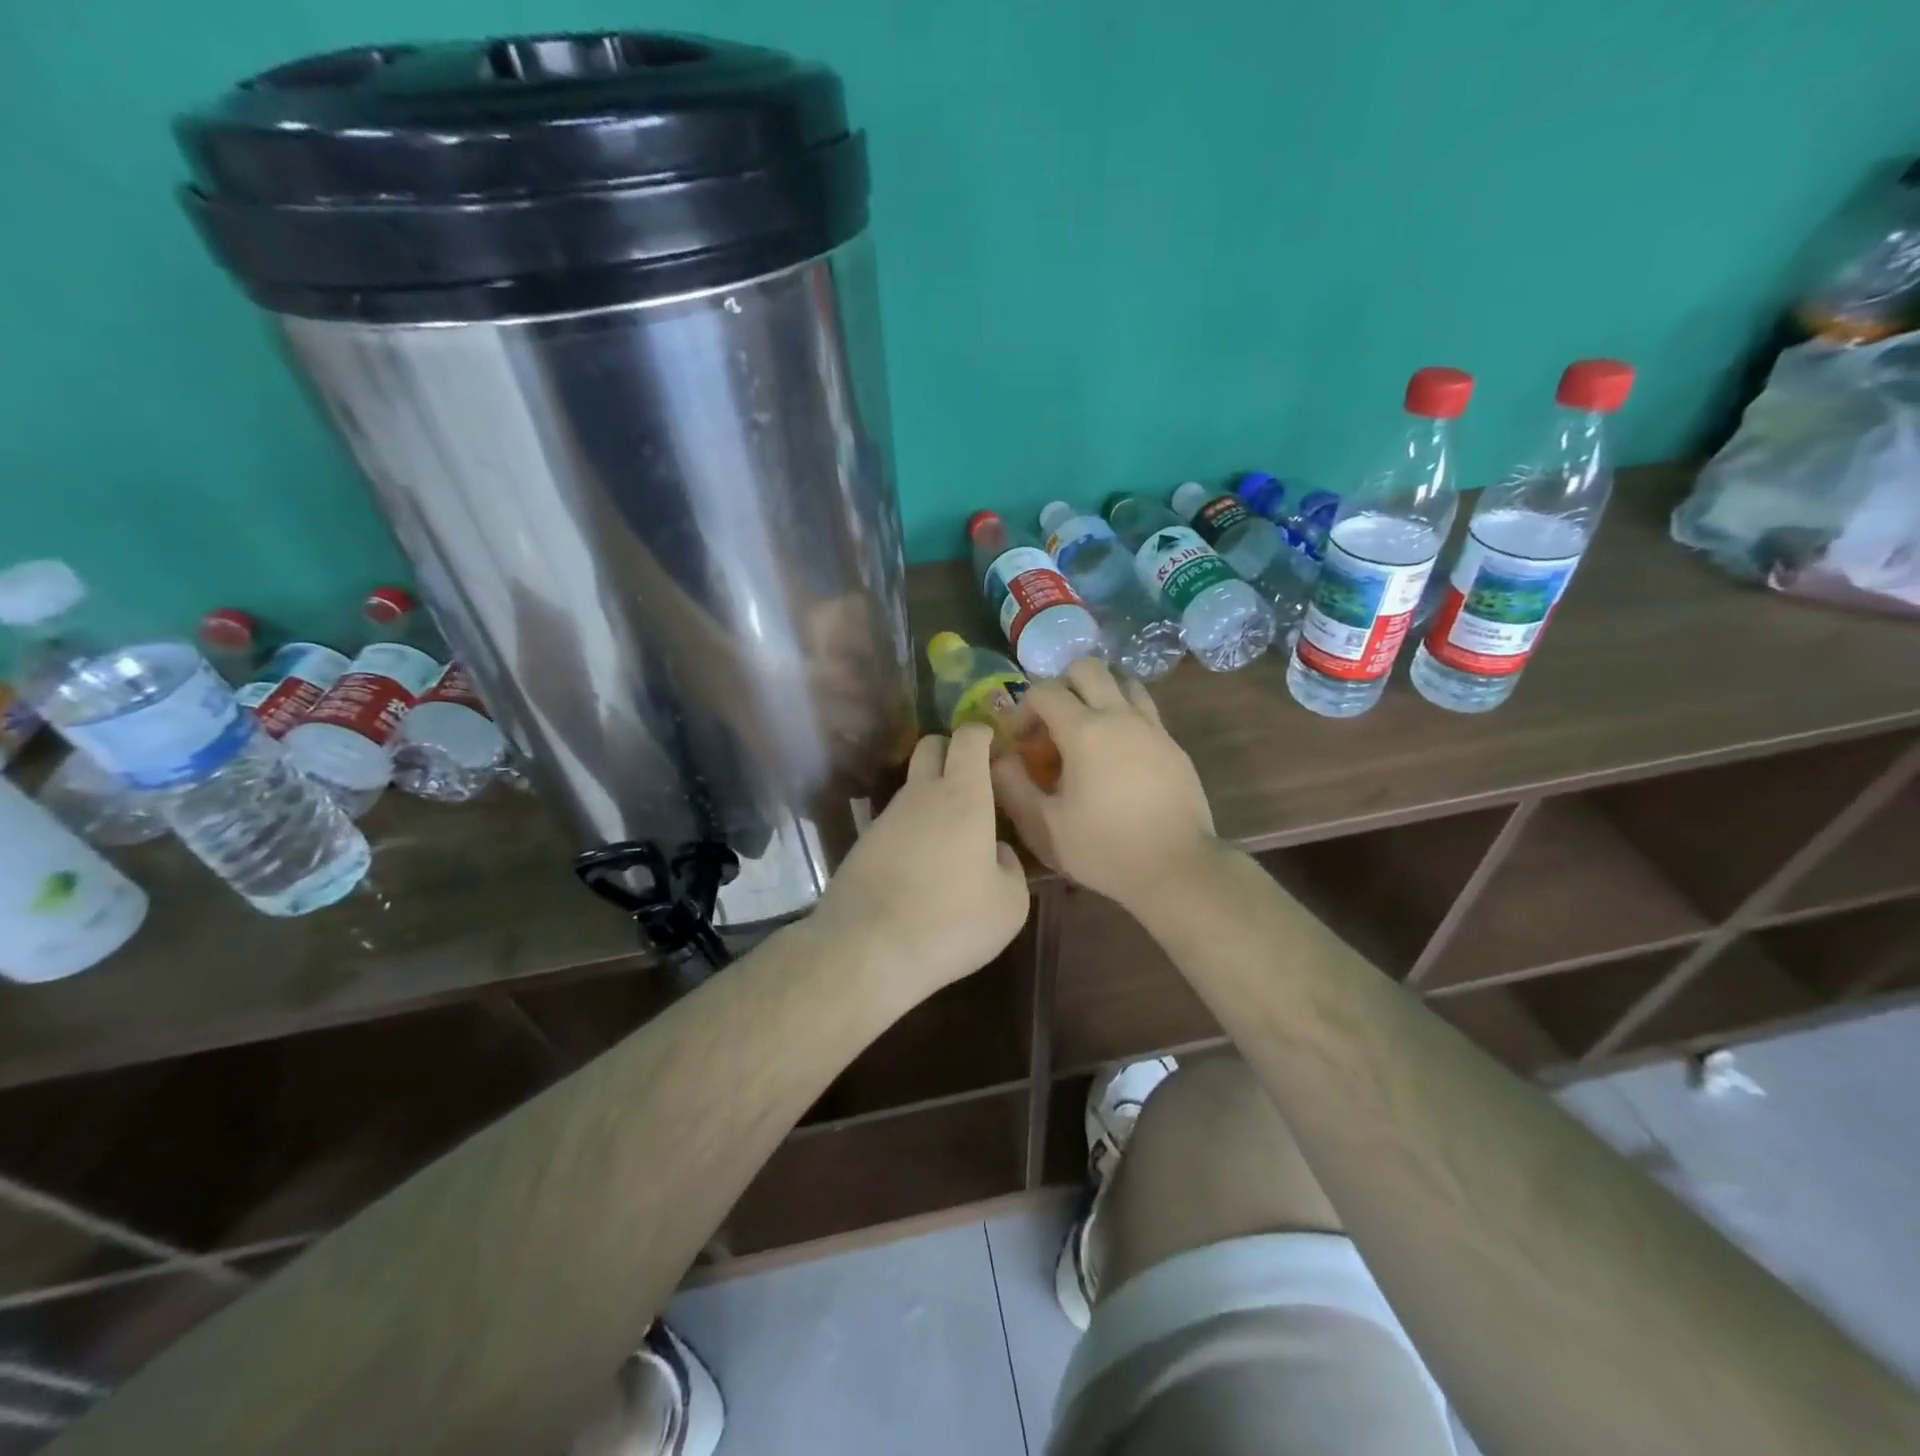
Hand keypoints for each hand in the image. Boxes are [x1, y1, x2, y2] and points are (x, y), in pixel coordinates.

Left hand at [810, 724, 1031, 1000]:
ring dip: (930, 797)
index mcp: (963, 796)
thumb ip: (1009, 866)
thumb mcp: (1009, 904)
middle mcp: (921, 795)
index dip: (981, 733)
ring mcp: (887, 817)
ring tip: (951, 838)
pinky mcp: (863, 843)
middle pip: (930, 746)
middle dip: (950, 750)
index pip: (968, 739)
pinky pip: (895, 822)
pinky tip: (920, 867)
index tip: (994, 745)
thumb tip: (995, 851)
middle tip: (972, 781)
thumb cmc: (952, 921)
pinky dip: (911, 831)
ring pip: (912, 787)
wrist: (869, 949)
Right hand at [991, 659, 1220, 910]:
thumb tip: (998, 757)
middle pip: (1086, 668)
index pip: (1044, 690)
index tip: (1020, 741)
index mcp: (1084, 730)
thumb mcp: (1044, 825)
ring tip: (1086, 730)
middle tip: (1052, 724)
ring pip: (1122, 681)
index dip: (1023, 709)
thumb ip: (1012, 786)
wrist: (1177, 868)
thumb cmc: (1104, 848)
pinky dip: (1123, 714)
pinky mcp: (1173, 744)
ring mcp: (1152, 726)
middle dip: (1061, 686)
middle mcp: (1119, 715)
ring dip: (1097, 693)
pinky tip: (1117, 753)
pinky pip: (1143, 709)